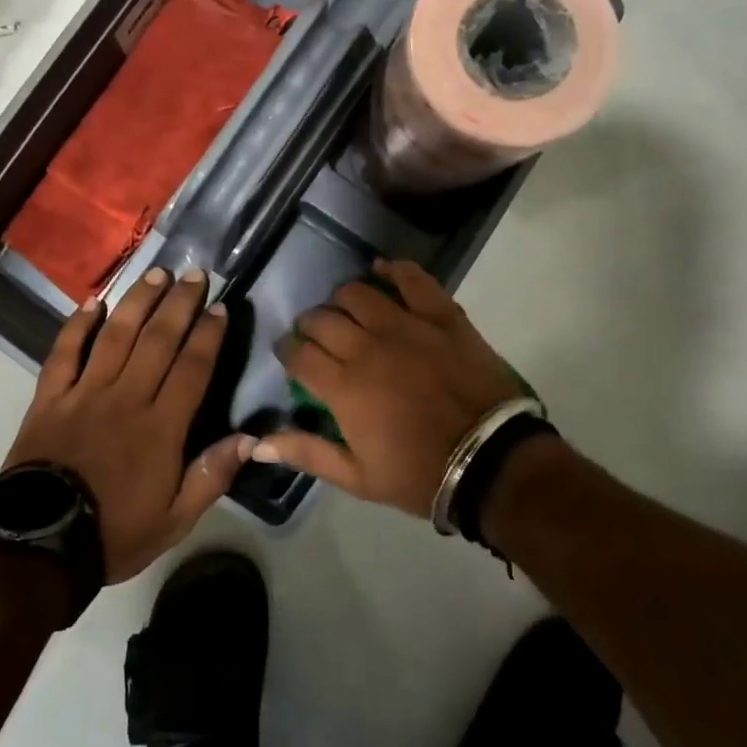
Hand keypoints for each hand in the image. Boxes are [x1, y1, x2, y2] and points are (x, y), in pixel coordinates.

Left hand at [2, 267, 252, 582]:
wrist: (39, 548)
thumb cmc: (114, 532)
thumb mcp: (175, 520)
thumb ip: (212, 476)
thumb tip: (251, 438)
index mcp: (160, 427)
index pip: (192, 368)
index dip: (208, 334)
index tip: (220, 307)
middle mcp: (125, 398)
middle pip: (157, 340)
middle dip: (179, 303)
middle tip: (194, 274)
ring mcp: (84, 393)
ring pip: (115, 335)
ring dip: (137, 301)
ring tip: (156, 274)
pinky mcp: (49, 398)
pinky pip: (64, 353)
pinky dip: (77, 326)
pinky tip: (93, 303)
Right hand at [255, 258, 527, 516]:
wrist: (491, 462)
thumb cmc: (419, 473)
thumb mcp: (357, 477)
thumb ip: (305, 453)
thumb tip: (255, 443)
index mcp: (343, 386)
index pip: (298, 353)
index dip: (287, 349)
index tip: (289, 353)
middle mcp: (367, 347)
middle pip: (322, 318)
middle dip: (310, 324)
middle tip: (317, 335)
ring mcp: (405, 326)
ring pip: (357, 293)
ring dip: (342, 299)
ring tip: (347, 310)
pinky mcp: (441, 315)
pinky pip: (412, 279)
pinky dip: (392, 270)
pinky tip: (382, 270)